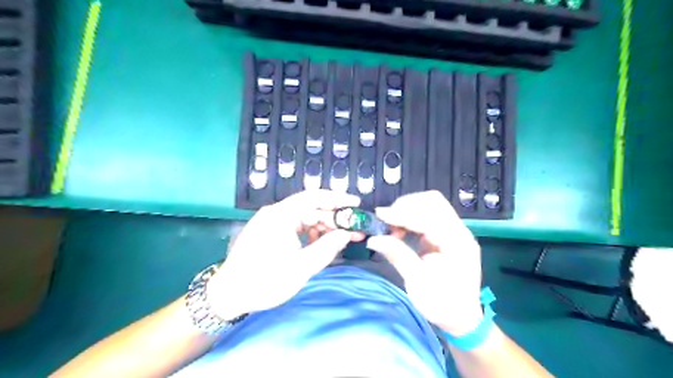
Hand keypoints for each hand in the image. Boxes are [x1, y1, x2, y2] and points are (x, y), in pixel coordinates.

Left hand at [208, 191, 362, 319]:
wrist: (228, 295)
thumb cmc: (264, 280)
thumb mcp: (301, 266)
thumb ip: (327, 248)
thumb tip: (347, 234)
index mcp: (281, 215)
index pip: (315, 197)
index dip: (338, 199)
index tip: (357, 204)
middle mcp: (276, 213)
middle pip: (311, 208)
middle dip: (334, 219)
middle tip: (354, 230)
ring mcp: (271, 222)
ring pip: (305, 218)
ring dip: (324, 227)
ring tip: (342, 239)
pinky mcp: (269, 232)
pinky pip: (296, 227)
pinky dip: (311, 234)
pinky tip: (321, 244)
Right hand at [367, 190, 482, 334]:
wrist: (462, 317)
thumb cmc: (442, 304)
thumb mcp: (418, 283)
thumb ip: (398, 256)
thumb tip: (373, 239)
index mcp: (457, 243)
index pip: (429, 216)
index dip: (403, 213)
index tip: (380, 216)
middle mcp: (459, 231)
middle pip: (433, 201)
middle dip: (405, 206)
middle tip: (386, 222)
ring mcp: (454, 231)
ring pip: (430, 205)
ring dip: (407, 210)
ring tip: (392, 228)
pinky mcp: (446, 234)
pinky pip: (427, 215)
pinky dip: (410, 218)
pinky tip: (400, 230)